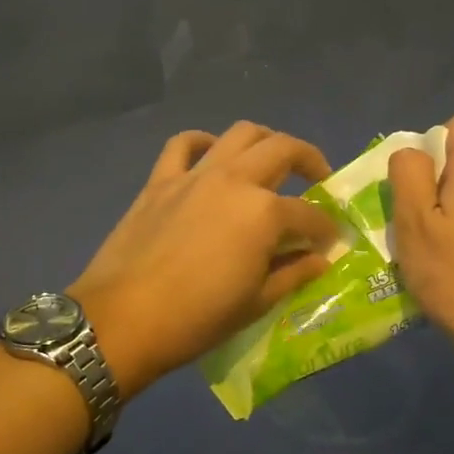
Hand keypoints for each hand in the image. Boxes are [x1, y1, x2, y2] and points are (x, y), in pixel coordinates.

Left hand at [71, 122, 338, 395]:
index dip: (326, 229)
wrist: (123, 319)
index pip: (309, 215)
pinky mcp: (161, 180)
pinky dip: (203, 142)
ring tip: (271, 161)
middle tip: (318, 179)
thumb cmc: (197, 319)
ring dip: (265, 141)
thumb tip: (319, 259)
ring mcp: (195, 175)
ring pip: (240, 134)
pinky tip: (212, 154)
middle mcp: (235, 180)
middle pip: (283, 150)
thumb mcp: (256, 303)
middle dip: (311, 161)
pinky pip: (183, 144)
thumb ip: (293, 273)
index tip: (330, 242)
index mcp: (264, 213)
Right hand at [388, 113, 453, 367]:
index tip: (413, 179)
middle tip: (406, 221)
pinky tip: (443, 268)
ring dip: (439, 213)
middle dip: (429, 183)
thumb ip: (409, 175)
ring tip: (420, 249)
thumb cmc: (453, 274)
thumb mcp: (414, 221)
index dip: (431, 141)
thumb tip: (411, 151)